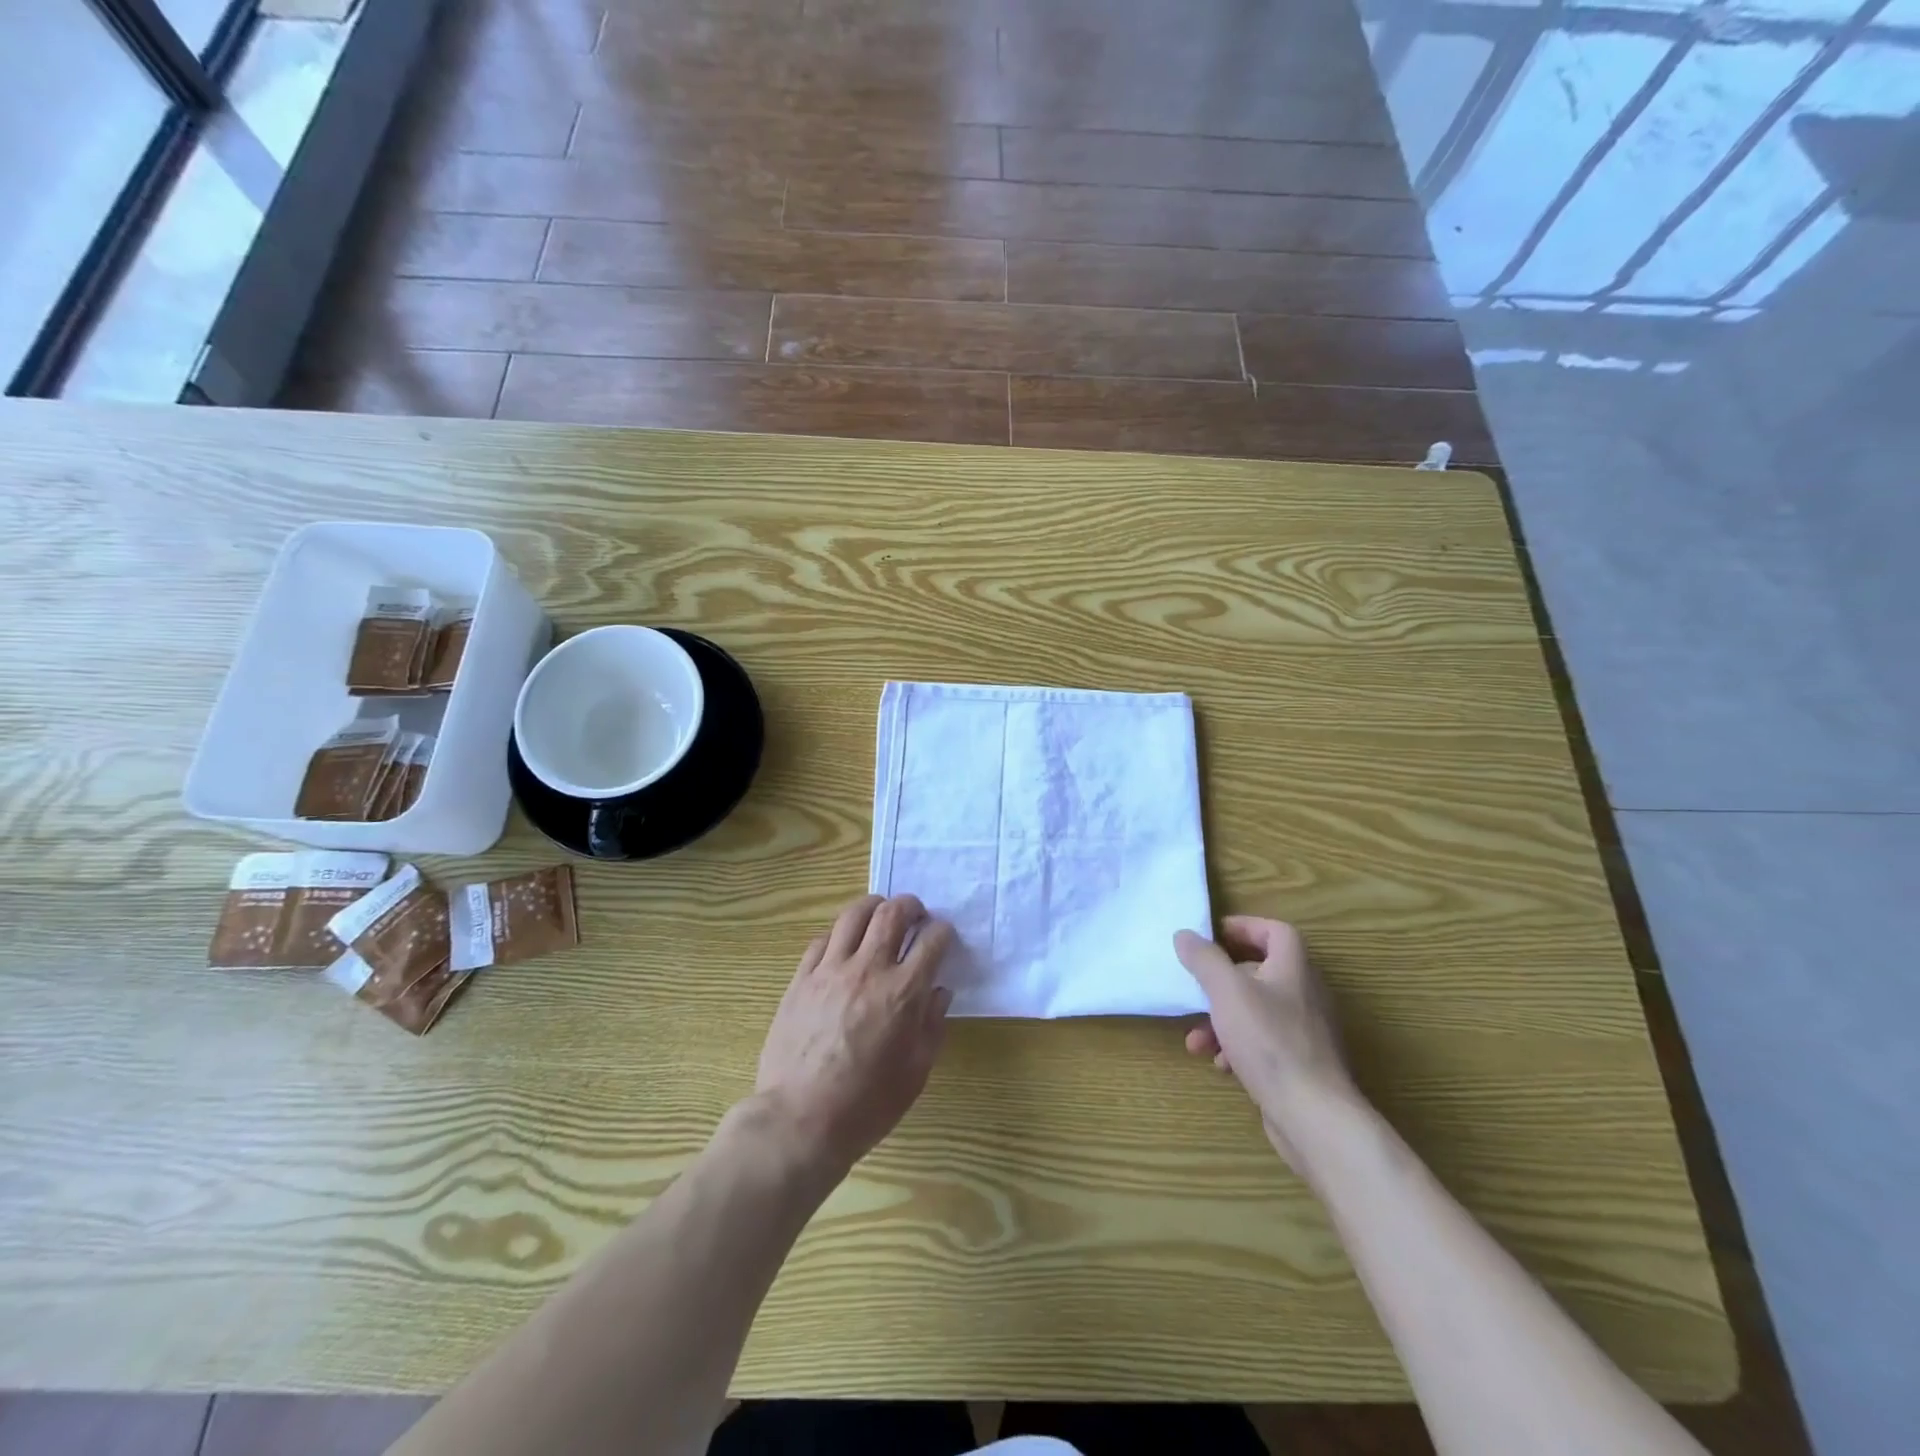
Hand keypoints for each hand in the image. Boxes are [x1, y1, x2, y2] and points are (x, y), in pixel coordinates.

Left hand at [752, 894, 954, 1181]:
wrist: (800, 1121)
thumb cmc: (866, 1105)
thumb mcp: (915, 1073)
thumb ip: (932, 1025)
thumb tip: (939, 992)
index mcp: (903, 993)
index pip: (931, 942)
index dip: (942, 932)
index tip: (943, 936)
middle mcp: (868, 970)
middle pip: (892, 914)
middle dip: (909, 906)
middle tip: (915, 913)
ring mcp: (830, 971)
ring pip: (853, 915)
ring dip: (873, 907)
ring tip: (879, 914)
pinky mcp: (801, 979)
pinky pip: (822, 940)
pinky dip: (840, 935)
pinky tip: (844, 945)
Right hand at [1175, 916, 1362, 1170]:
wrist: (1313, 1116)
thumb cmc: (1270, 1042)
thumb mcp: (1227, 992)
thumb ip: (1204, 960)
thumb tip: (1185, 934)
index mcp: (1294, 969)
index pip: (1275, 931)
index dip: (1244, 926)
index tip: (1212, 935)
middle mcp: (1305, 994)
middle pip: (1260, 972)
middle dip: (1221, 981)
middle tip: (1196, 989)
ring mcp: (1305, 1031)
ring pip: (1256, 1011)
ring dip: (1222, 1020)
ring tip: (1196, 1039)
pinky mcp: (1301, 1063)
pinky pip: (1264, 1041)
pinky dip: (1238, 1046)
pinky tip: (1221, 1064)